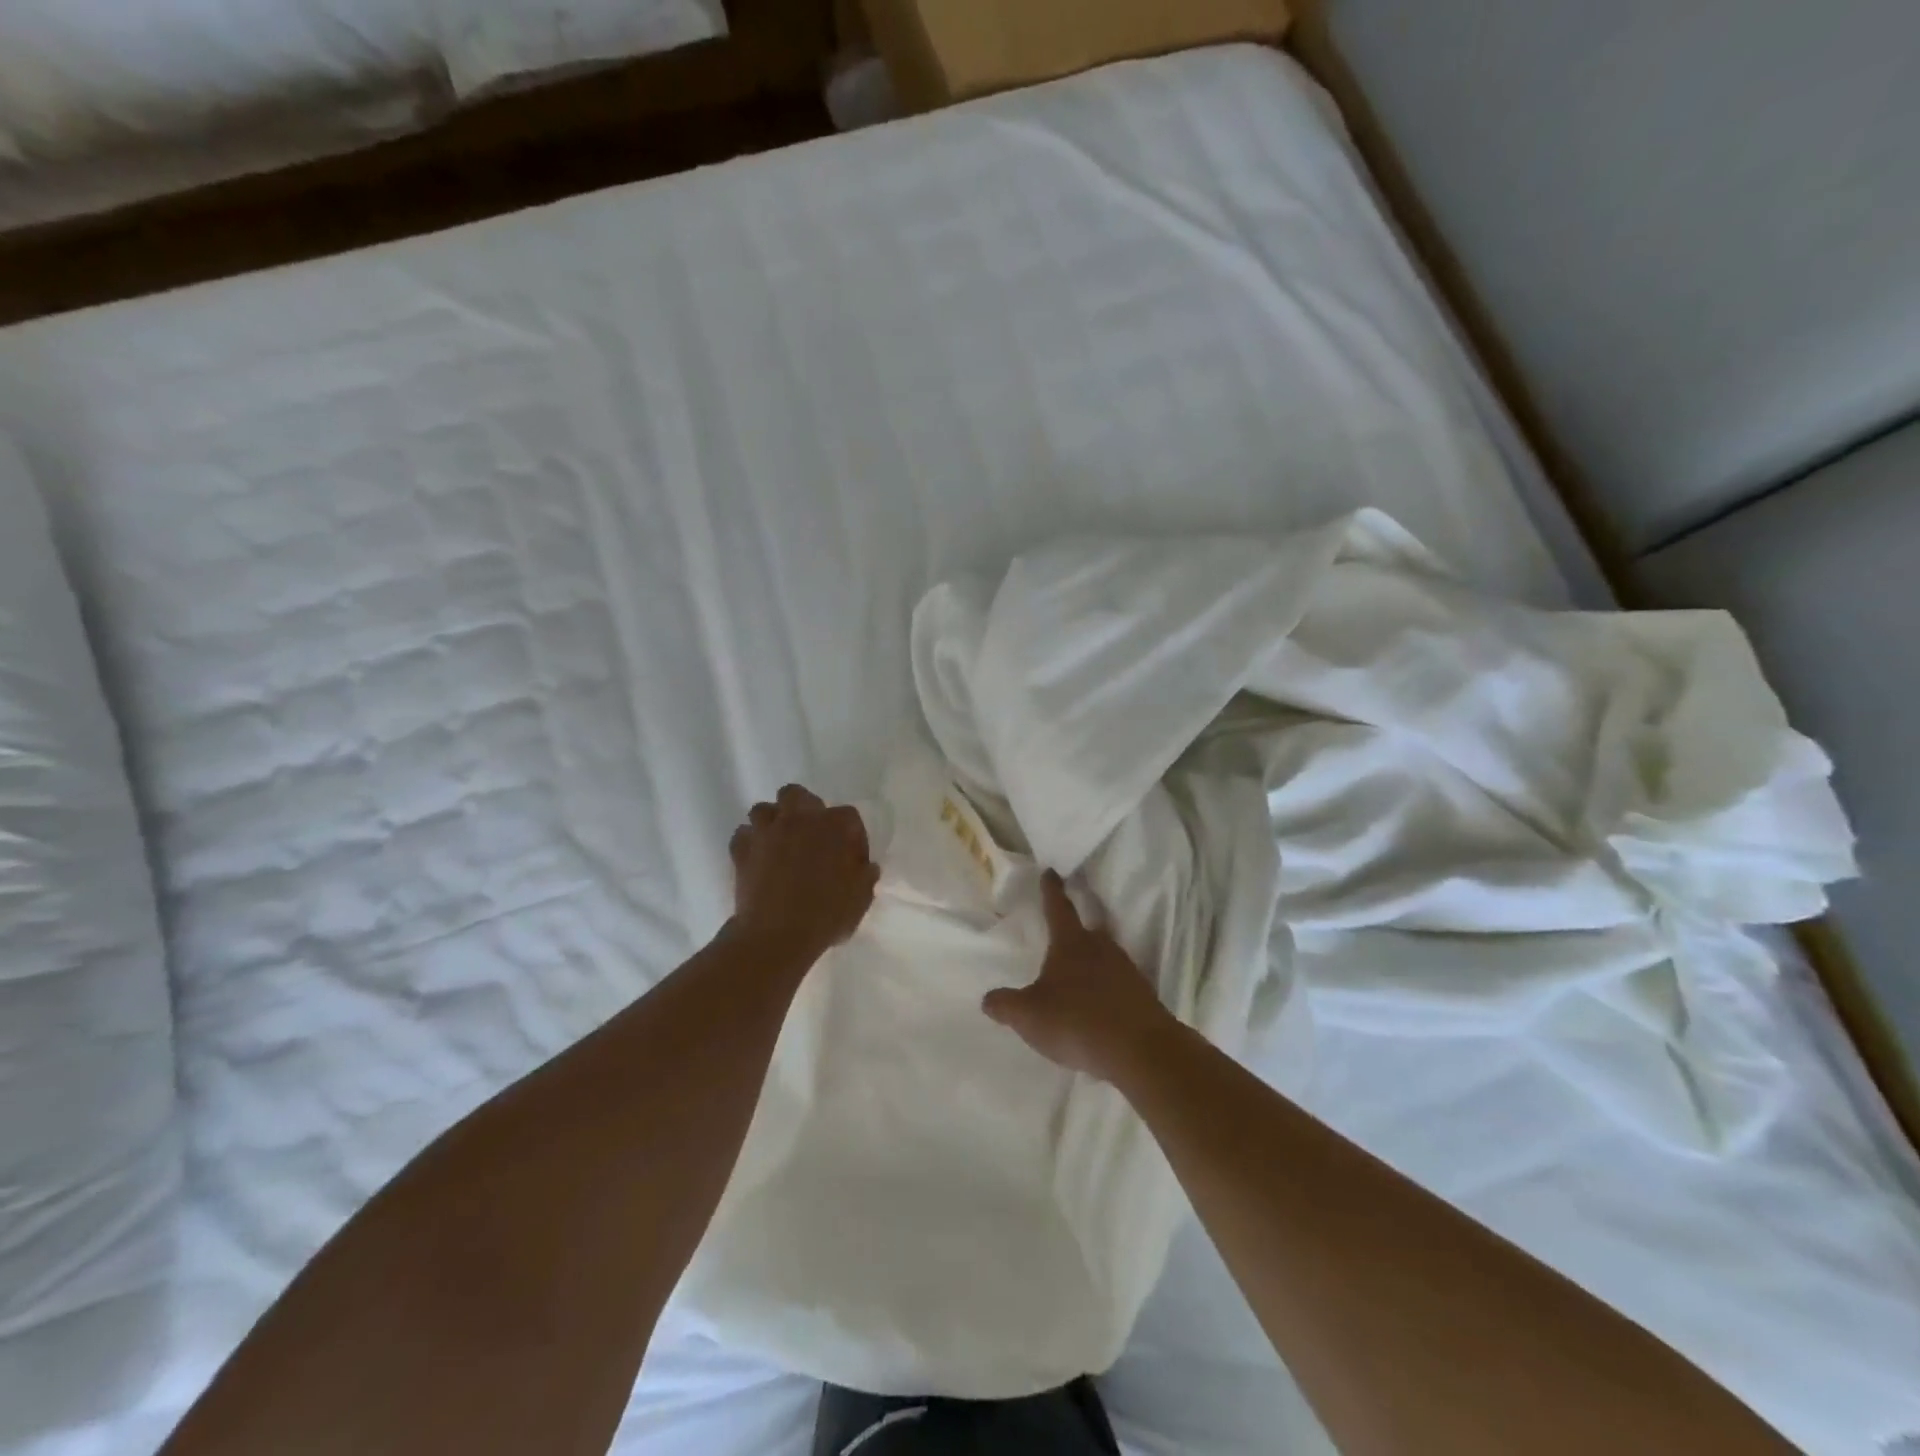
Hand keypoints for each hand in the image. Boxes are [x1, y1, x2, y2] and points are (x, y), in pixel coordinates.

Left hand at [729, 784, 879, 964]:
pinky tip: (757, 859)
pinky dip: (749, 843)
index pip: (848, 817)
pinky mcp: (741, 850)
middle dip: (804, 809)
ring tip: (779, 844)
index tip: (852, 860)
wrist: (777, 935)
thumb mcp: (861, 898)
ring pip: (763, 809)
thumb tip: (866, 867)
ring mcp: (766, 832)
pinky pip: (742, 835)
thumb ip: (865, 876)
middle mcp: (799, 819)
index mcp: (834, 826)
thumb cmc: (826, 914)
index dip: (852, 837)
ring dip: (772, 822)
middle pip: (797, 795)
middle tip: (811, 836)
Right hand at [982, 871, 1174, 1081]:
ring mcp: (1126, 971)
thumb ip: (1006, 1005)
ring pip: (1106, 957)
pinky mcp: (1143, 996)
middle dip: (1076, 929)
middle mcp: (1101, 948)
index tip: (1051, 872)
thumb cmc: (1077, 1021)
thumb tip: (987, 998)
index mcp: (1071, 943)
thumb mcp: (1029, 1016)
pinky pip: (1119, 984)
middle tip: (1065, 932)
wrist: (1139, 1051)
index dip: (1051, 890)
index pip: (1058, 907)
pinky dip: (1108, 990)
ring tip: (1079, 977)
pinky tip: (1099, 1007)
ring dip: (1093, 961)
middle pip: (1088, 930)